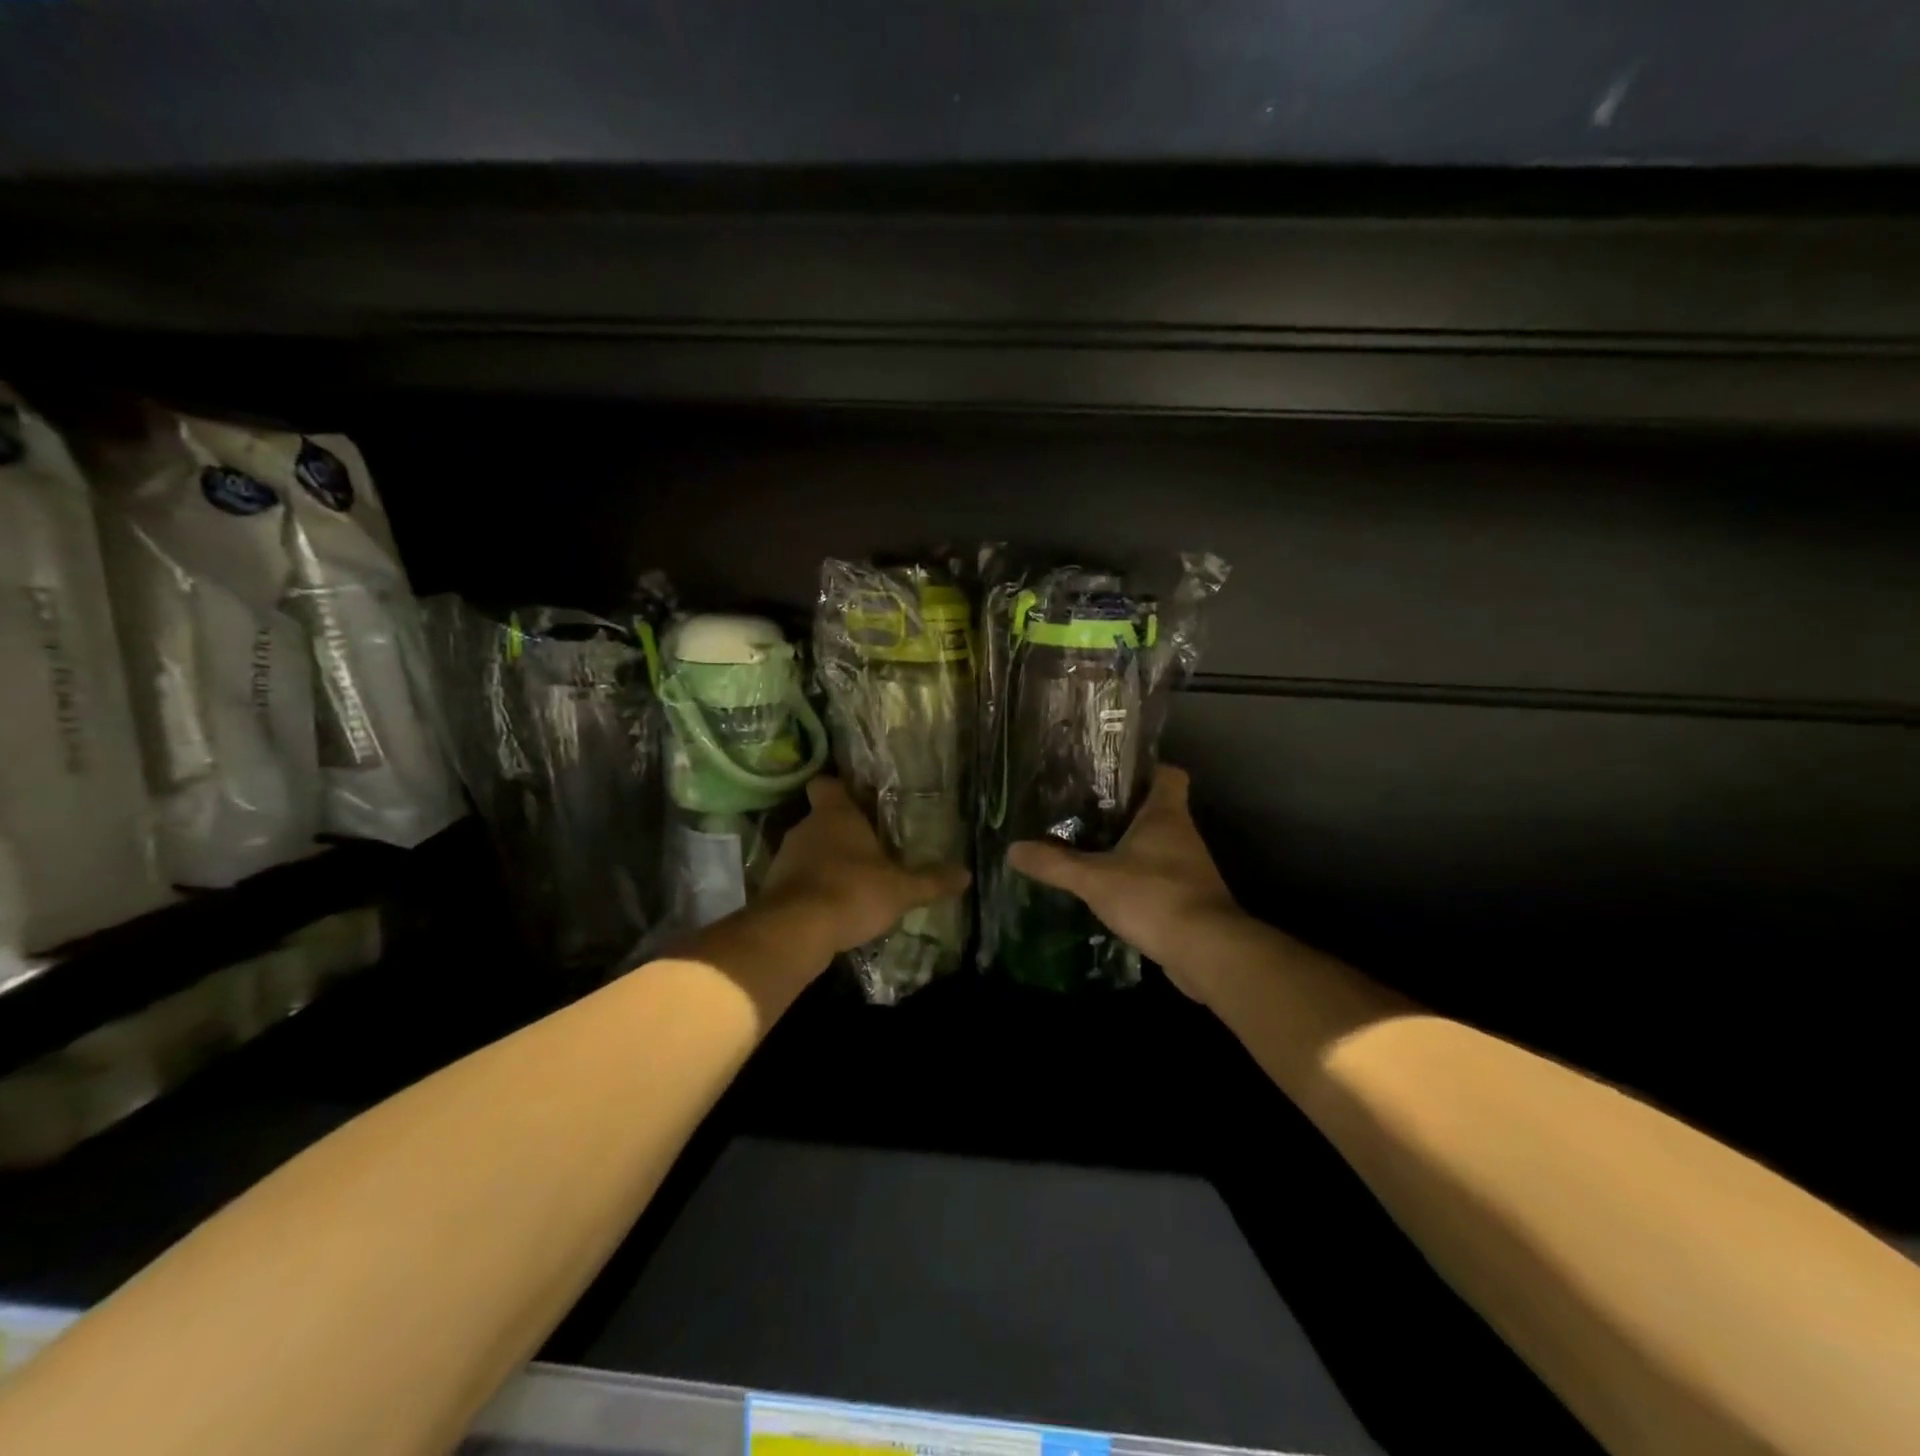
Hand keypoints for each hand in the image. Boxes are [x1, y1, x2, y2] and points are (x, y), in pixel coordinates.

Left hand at [761, 776, 971, 956]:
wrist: (795, 931)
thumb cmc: (852, 892)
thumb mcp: (901, 889)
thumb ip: (931, 881)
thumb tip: (966, 874)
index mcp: (835, 814)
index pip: (827, 784)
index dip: (840, 790)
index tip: (857, 800)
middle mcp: (805, 828)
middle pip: (821, 820)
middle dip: (842, 834)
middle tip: (869, 850)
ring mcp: (785, 858)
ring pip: (808, 851)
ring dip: (826, 863)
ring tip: (854, 882)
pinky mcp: (772, 889)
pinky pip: (797, 880)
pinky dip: (812, 890)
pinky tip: (833, 908)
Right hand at [1006, 765, 1245, 1000]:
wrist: (1207, 952)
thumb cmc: (1153, 897)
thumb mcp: (1094, 879)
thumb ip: (1054, 864)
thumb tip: (1012, 849)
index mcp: (1166, 815)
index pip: (1168, 774)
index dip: (1146, 769)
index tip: (1113, 775)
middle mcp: (1183, 835)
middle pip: (1158, 810)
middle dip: (1125, 811)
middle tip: (1084, 812)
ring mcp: (1190, 869)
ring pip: (1158, 846)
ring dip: (1131, 848)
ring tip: (1090, 849)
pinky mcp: (1191, 900)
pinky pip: (1161, 878)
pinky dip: (1139, 881)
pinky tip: (1110, 890)